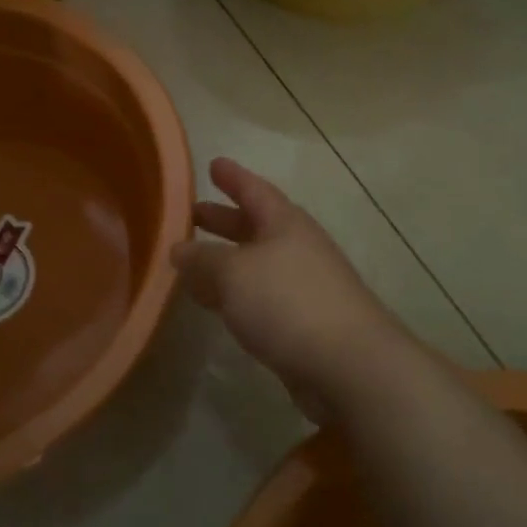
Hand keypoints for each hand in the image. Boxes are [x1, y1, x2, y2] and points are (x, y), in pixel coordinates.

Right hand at [172, 158, 412, 422]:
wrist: (347, 364)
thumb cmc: (288, 302)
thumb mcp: (234, 274)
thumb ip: (203, 259)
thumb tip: (179, 249)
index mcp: (285, 223)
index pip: (255, 190)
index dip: (233, 177)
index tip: (214, 163)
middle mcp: (297, 248)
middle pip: (255, 226)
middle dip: (224, 219)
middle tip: (193, 213)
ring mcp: (303, 285)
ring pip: (256, 263)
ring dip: (226, 259)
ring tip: (193, 260)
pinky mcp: (303, 322)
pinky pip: (260, 296)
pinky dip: (235, 293)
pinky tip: (216, 304)